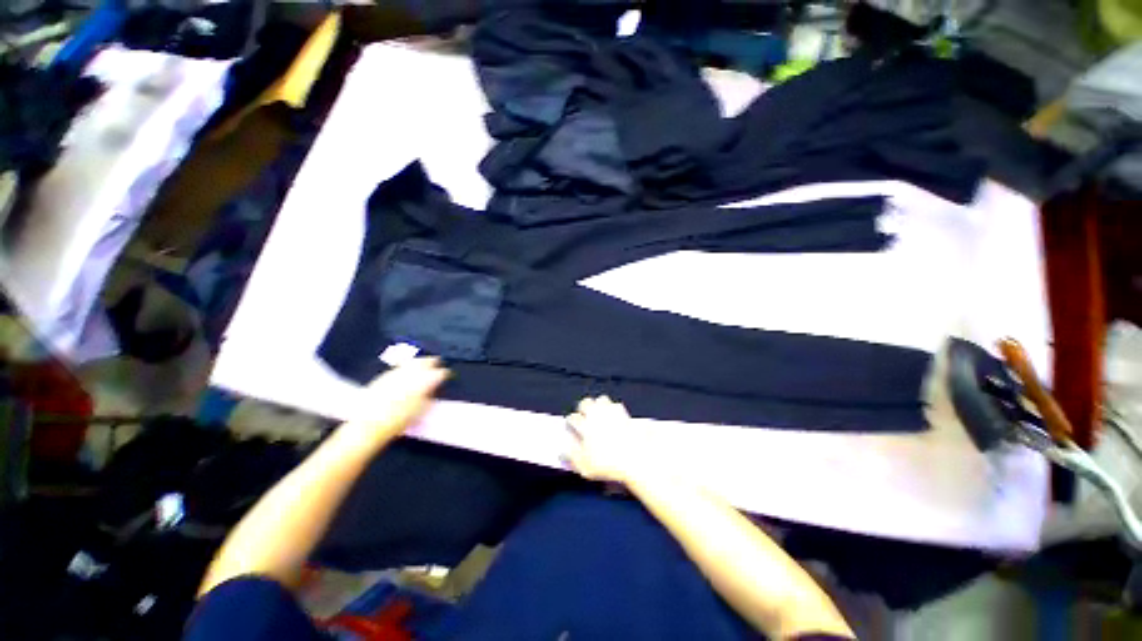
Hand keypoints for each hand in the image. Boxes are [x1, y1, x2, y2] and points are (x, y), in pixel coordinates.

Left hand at [345, 357, 449, 445]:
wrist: (371, 422)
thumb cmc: (400, 419)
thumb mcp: (422, 409)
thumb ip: (430, 395)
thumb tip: (434, 388)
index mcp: (426, 380)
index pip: (440, 373)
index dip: (444, 374)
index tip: (446, 375)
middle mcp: (412, 372)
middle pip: (425, 361)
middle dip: (431, 362)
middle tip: (435, 362)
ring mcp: (397, 372)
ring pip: (411, 362)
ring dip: (418, 362)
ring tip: (421, 363)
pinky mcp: (384, 375)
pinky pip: (399, 367)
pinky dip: (404, 367)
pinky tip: (404, 370)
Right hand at [563, 396, 648, 484]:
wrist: (636, 459)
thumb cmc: (609, 466)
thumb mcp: (585, 467)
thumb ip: (571, 457)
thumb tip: (562, 451)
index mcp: (585, 426)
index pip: (573, 418)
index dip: (570, 421)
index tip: (570, 425)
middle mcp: (597, 415)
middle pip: (586, 403)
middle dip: (583, 407)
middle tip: (583, 414)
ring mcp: (612, 412)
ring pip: (601, 399)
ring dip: (598, 404)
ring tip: (598, 412)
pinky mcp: (625, 413)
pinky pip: (616, 405)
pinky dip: (613, 408)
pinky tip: (614, 415)